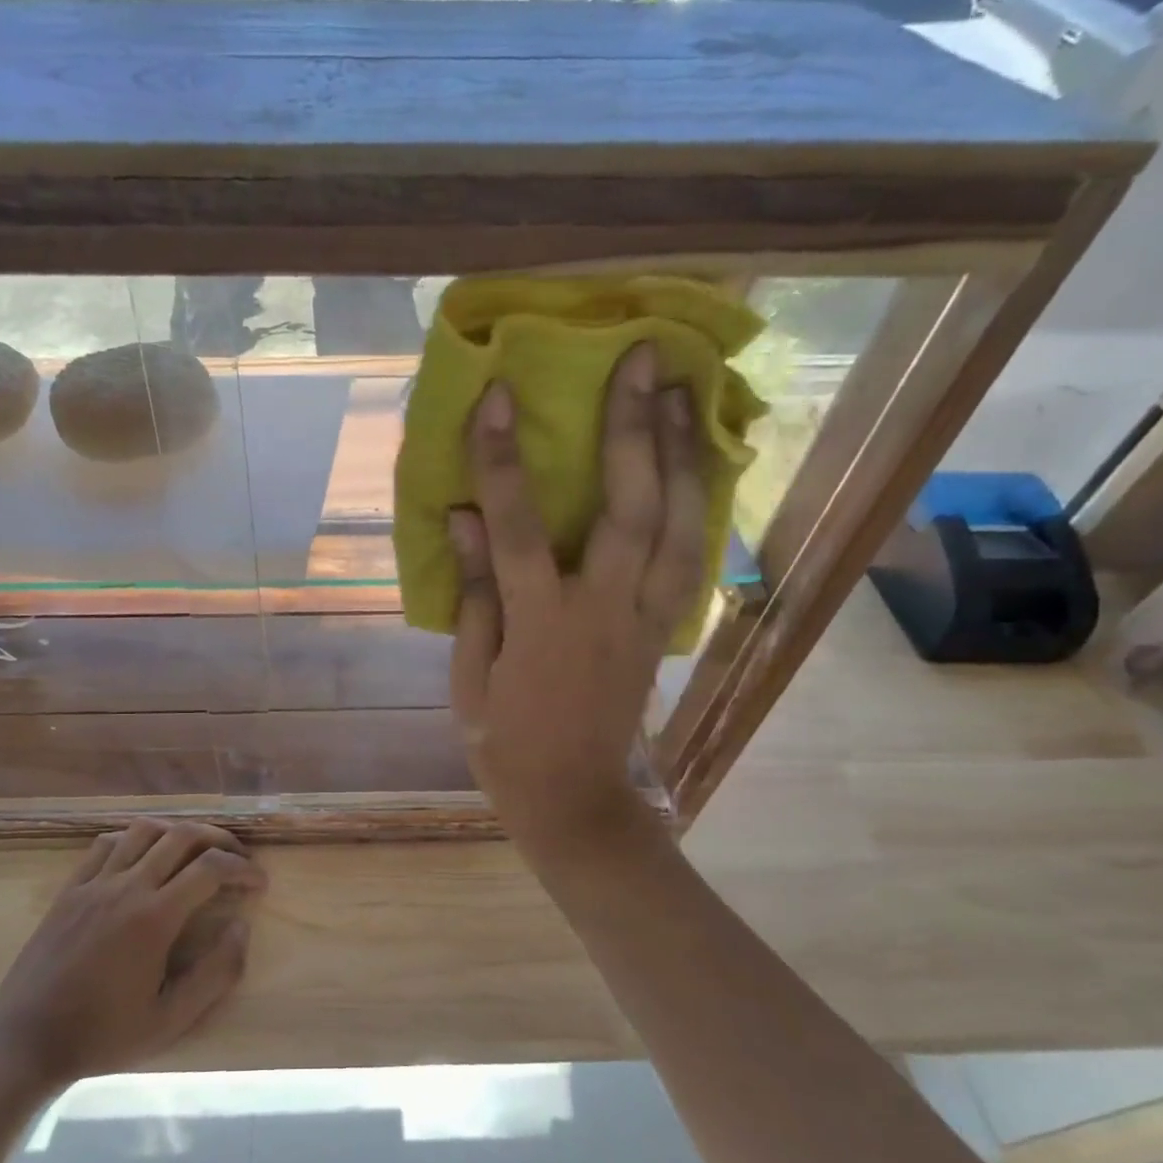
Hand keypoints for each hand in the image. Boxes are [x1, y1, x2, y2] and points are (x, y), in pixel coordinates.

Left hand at [0, 820, 265, 1091]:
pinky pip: (107, 843)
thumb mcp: (170, 1020)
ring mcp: (94, 883)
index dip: (243, 868)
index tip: (259, 882)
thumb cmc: (103, 1035)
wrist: (26, 1041)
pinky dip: (135, 838)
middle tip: (236, 858)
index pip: (211, 869)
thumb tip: (242, 928)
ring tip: (195, 851)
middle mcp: (127, 887)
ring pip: (145, 830)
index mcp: (154, 918)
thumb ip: (216, 974)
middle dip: (219, 839)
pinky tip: (144, 856)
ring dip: (178, 832)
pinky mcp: (70, 888)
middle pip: (182, 836)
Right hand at [449, 341, 705, 862]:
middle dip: (635, 430)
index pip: (519, 530)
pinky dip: (699, 505)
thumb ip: (475, 595)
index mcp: (542, 626)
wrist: (574, 801)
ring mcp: (643, 620)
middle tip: (643, 361)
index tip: (499, 397)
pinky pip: (690, 557)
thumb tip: (464, 517)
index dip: (504, 461)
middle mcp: (603, 611)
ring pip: (679, 527)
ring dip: (683, 456)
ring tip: (681, 394)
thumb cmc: (506, 745)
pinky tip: (696, 466)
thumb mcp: (471, 678)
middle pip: (630, 510)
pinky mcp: (661, 630)